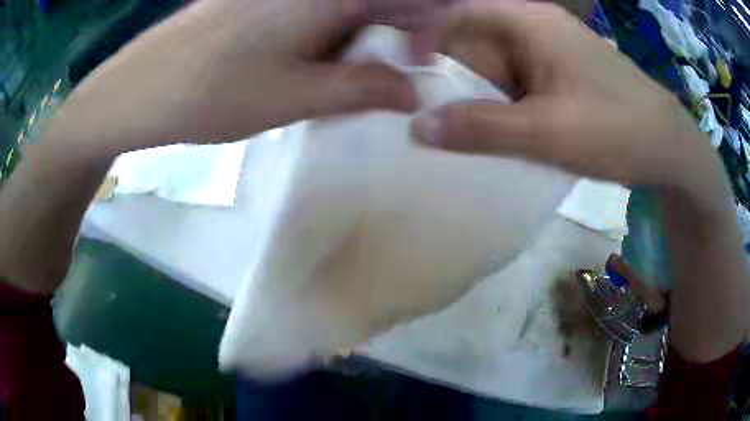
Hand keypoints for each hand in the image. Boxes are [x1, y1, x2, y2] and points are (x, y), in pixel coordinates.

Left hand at [46, 0, 466, 155]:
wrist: (138, 91)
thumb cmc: (211, 94)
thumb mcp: (297, 97)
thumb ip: (365, 88)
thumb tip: (415, 91)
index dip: (432, 26)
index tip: (419, 66)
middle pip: (377, 2)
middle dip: (386, 39)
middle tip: (365, 84)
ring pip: (344, 9)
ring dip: (349, 44)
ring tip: (319, 83)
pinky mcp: (259, 0)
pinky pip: (312, 11)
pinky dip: (320, 38)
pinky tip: (294, 66)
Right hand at [411, 2, 713, 188]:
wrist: (666, 147)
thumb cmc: (618, 130)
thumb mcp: (549, 132)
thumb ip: (483, 129)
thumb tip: (417, 128)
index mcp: (527, 21)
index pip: (454, 12)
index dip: (421, 37)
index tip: (402, 76)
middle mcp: (530, 27)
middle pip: (468, 39)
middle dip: (443, 73)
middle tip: (416, 110)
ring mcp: (542, 53)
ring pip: (488, 64)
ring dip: (468, 93)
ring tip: (447, 127)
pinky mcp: (552, 76)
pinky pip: (509, 83)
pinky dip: (493, 104)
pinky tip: (486, 130)